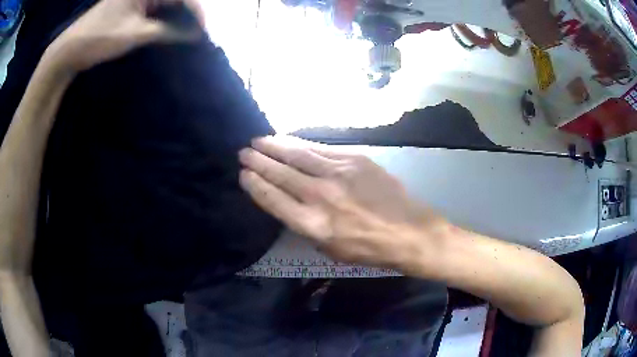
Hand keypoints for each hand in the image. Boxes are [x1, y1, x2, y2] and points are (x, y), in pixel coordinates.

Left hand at [44, 0, 204, 71]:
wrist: (70, 50)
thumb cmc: (99, 38)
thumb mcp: (135, 34)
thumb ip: (166, 31)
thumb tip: (193, 34)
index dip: (196, 11)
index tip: (203, 31)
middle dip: (189, 13)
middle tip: (197, 32)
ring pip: (166, 3)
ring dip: (177, 16)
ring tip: (187, 33)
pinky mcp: (130, 6)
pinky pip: (154, 8)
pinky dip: (164, 19)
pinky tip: (169, 30)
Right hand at [239, 136, 443, 268]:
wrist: (409, 231)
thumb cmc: (369, 248)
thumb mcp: (330, 249)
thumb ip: (306, 226)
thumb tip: (289, 204)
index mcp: (313, 224)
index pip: (273, 199)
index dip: (255, 185)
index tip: (243, 175)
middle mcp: (321, 195)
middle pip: (281, 173)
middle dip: (259, 162)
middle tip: (243, 152)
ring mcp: (338, 173)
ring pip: (298, 155)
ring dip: (275, 147)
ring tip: (258, 141)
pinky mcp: (354, 159)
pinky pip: (320, 148)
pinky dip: (300, 143)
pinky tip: (288, 140)